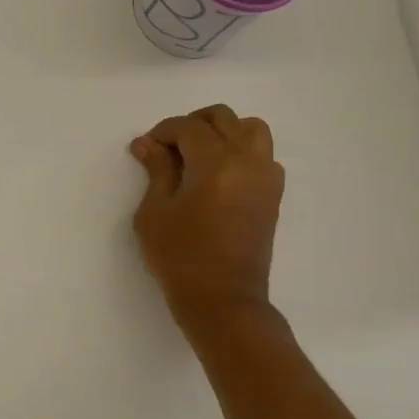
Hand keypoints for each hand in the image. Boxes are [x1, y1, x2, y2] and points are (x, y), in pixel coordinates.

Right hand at [130, 105, 284, 334]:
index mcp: (216, 163)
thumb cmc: (180, 257)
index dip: (163, 132)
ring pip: (251, 129)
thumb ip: (156, 170)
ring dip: (223, 132)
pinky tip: (219, 174)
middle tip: (169, 150)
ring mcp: (266, 177)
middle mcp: (247, 161)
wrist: (223, 299)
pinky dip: (241, 151)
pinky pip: (262, 154)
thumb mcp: (155, 211)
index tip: (146, 149)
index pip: (189, 127)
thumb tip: (147, 143)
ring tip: (198, 155)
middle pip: (223, 118)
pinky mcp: (273, 194)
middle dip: (192, 125)